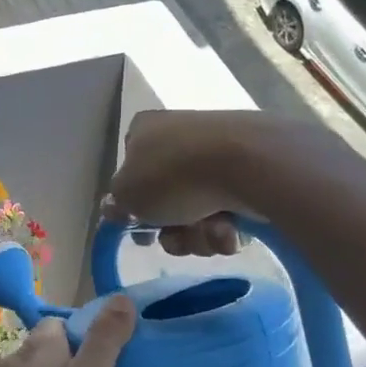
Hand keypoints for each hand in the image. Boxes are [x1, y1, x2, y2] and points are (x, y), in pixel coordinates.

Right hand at [105, 111, 272, 258]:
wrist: (248, 163)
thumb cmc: (173, 175)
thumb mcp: (126, 194)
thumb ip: (115, 204)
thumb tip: (115, 208)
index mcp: (144, 130)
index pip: (130, 171)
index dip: (134, 207)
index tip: (143, 231)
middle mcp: (179, 135)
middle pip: (167, 200)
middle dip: (173, 230)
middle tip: (179, 236)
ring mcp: (217, 151)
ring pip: (198, 212)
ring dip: (200, 233)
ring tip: (213, 229)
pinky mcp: (251, 170)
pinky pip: (230, 209)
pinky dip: (228, 226)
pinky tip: (233, 227)